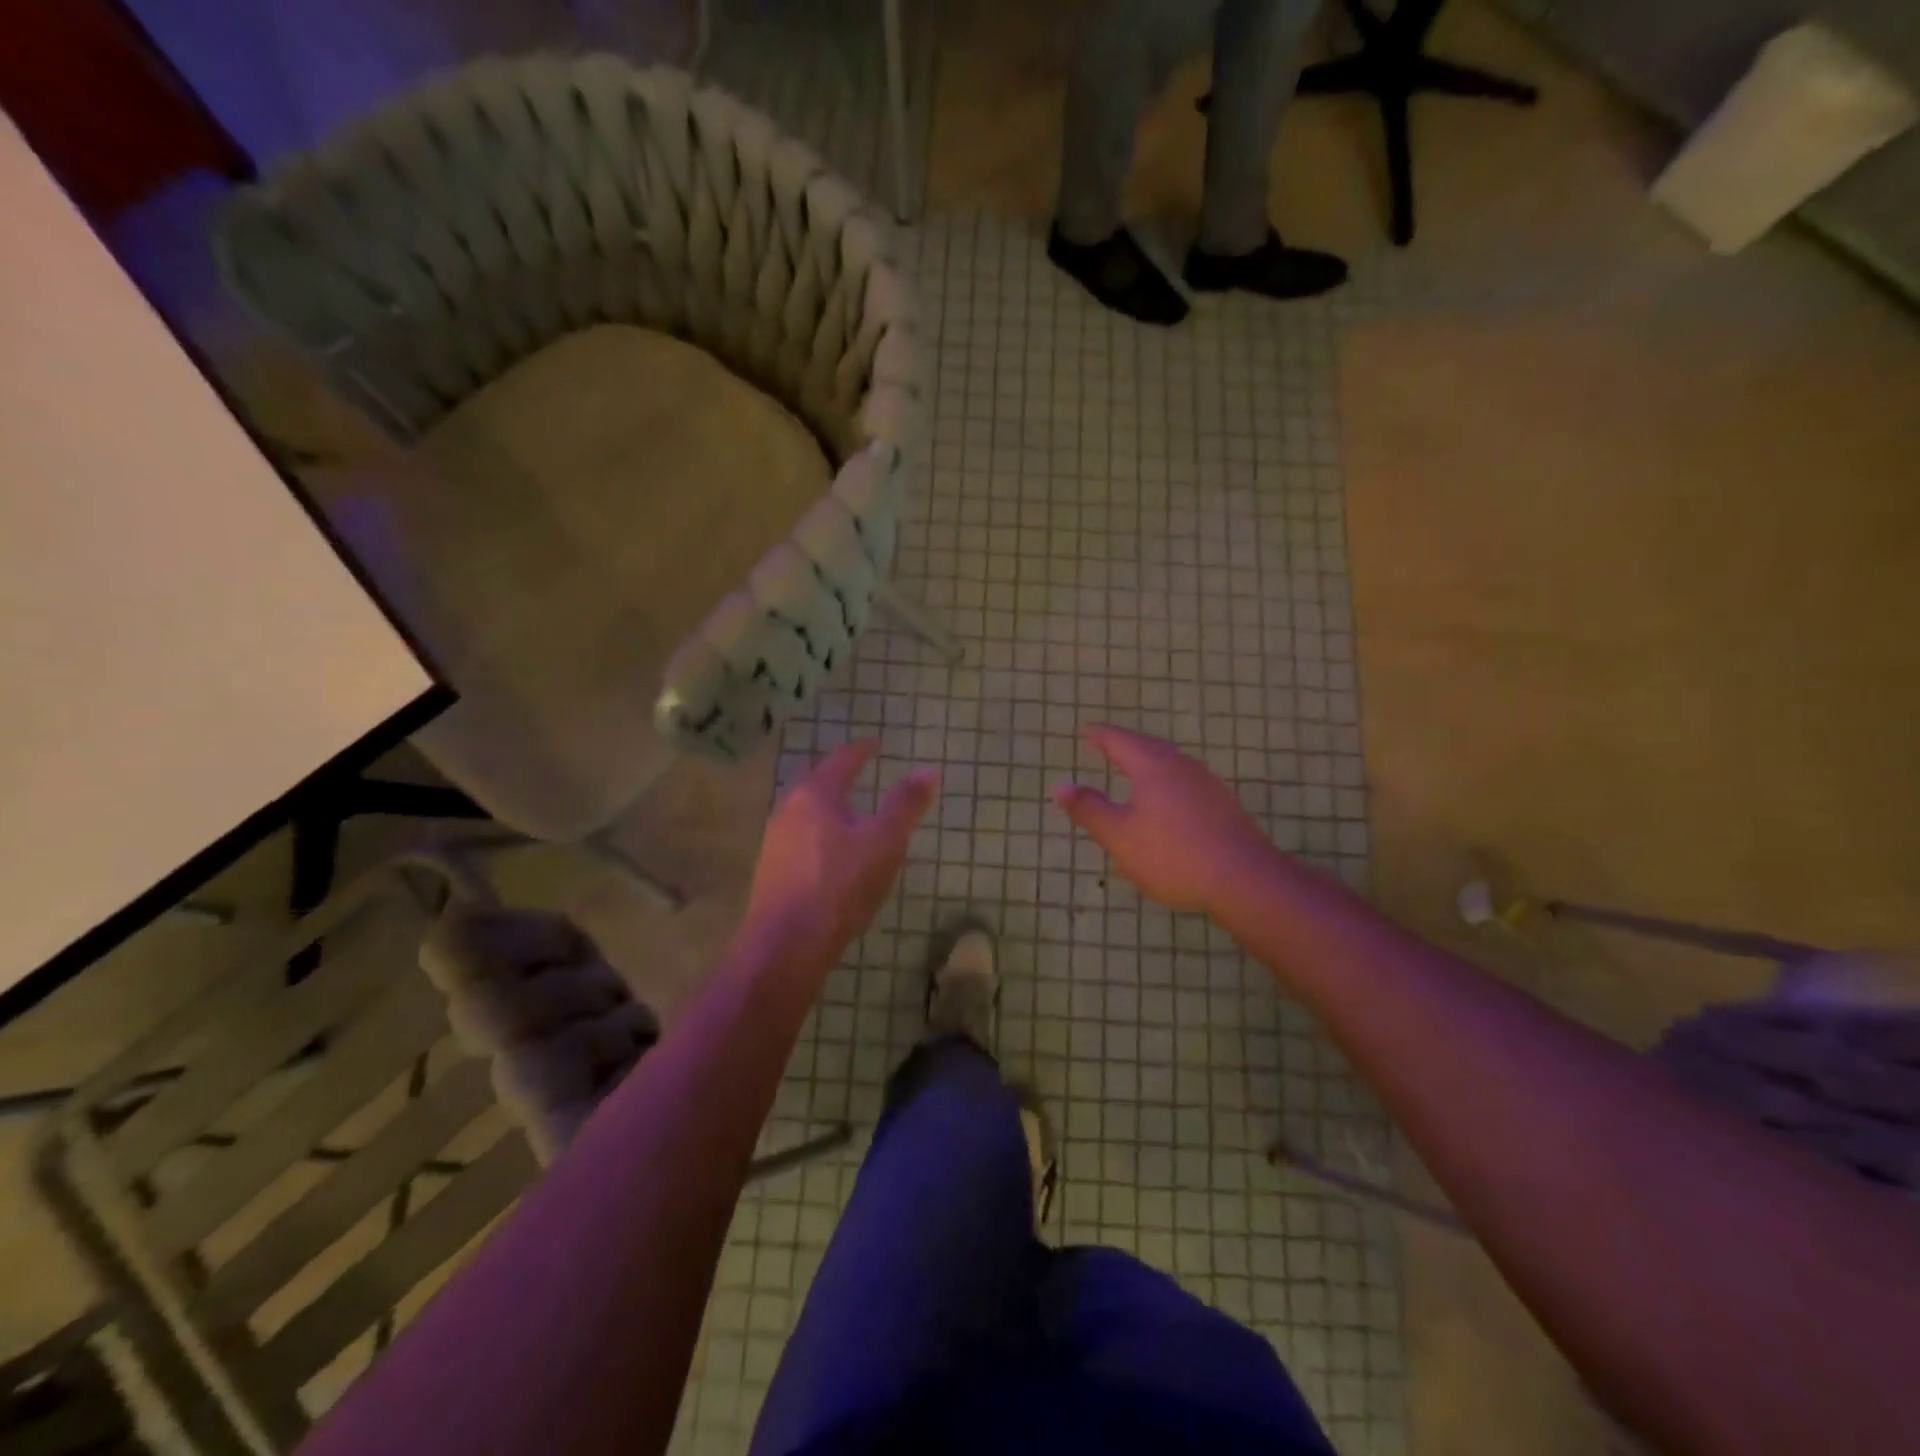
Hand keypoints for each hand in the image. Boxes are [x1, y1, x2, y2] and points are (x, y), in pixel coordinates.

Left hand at [746, 740, 937, 969]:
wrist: (786, 945)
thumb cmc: (840, 885)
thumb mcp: (885, 842)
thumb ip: (905, 805)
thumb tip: (927, 770)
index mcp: (816, 794)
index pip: (842, 760)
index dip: (861, 750)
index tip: (875, 744)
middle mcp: (788, 810)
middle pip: (817, 783)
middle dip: (839, 777)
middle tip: (860, 773)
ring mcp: (774, 842)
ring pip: (806, 813)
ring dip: (829, 808)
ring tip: (850, 814)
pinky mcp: (771, 872)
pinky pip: (800, 840)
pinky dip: (820, 835)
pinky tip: (832, 855)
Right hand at [1052, 724, 1275, 916]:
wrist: (1243, 878)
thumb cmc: (1172, 855)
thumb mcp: (1119, 836)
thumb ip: (1089, 809)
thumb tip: (1060, 786)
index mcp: (1153, 767)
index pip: (1120, 742)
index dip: (1101, 736)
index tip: (1087, 730)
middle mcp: (1182, 767)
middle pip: (1149, 747)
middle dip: (1126, 744)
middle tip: (1108, 744)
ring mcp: (1207, 784)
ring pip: (1171, 762)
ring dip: (1149, 760)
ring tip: (1135, 768)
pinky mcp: (1223, 804)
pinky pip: (1186, 781)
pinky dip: (1167, 780)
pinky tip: (1168, 798)